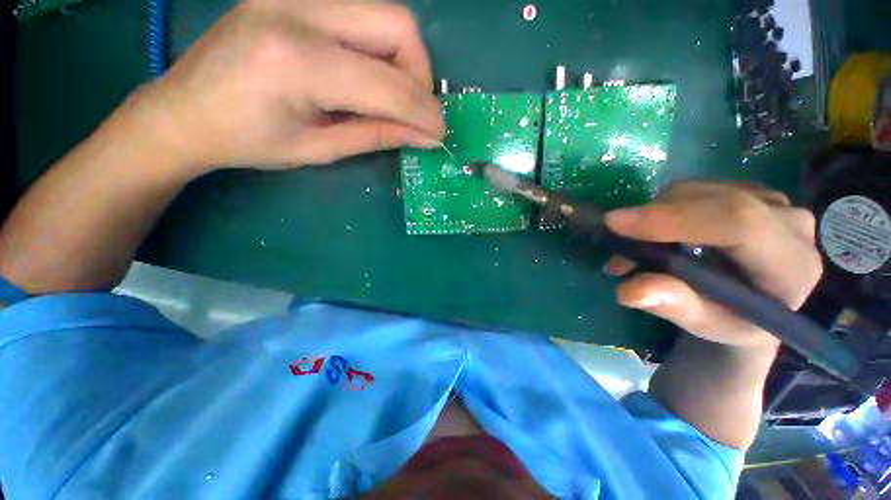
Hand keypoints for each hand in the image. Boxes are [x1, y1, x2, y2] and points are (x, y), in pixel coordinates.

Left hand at [133, 0, 444, 173]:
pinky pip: (362, 13)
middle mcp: (299, 11)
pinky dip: (382, 48)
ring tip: (392, 97)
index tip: (439, 134)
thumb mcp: (319, 149)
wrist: (184, 109)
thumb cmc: (248, 141)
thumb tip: (425, 137)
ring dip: (404, 60)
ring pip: (385, 14)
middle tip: (413, 112)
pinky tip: (369, 76)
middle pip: (398, 25)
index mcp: (298, 63)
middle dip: (420, 76)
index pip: (390, 84)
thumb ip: (377, 136)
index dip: (424, 112)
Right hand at [603, 181, 822, 347]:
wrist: (762, 300)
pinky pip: (694, 190)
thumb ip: (674, 307)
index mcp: (790, 262)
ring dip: (653, 216)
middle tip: (617, 247)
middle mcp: (787, 219)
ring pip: (695, 191)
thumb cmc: (736, 320)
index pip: (736, 222)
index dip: (671, 219)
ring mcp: (770, 198)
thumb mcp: (707, 324)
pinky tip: (657, 234)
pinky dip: (662, 210)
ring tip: (634, 248)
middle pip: (709, 200)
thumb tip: (629, 291)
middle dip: (651, 219)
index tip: (615, 224)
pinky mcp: (747, 190)